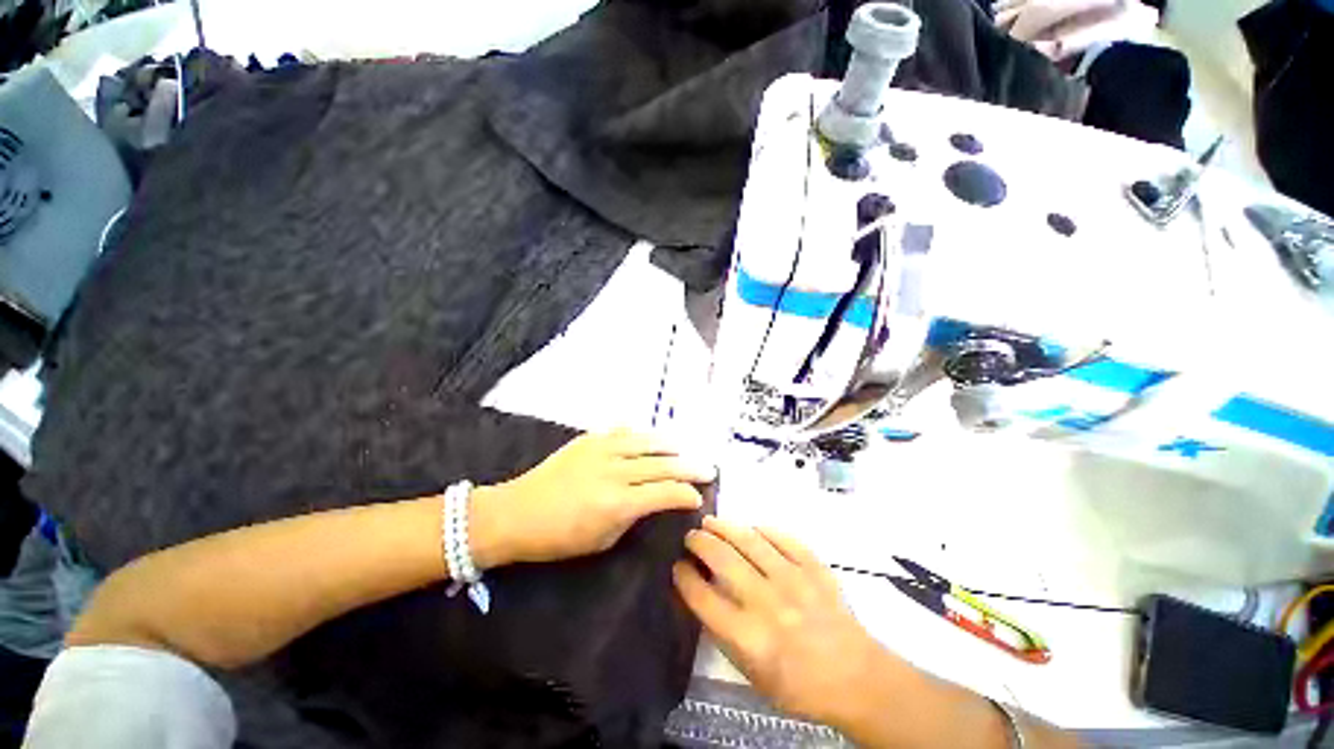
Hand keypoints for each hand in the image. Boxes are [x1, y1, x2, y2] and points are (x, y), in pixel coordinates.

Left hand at [470, 429, 714, 567]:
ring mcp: (602, 449)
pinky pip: (624, 432)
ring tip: (683, 450)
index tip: (698, 497)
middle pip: (663, 464)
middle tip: (708, 468)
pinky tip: (650, 439)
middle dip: (690, 467)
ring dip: (670, 446)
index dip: (686, 494)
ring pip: (647, 441)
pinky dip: (642, 436)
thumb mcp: (602, 540)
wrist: (516, 512)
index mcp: (618, 502)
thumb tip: (653, 500)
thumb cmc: (559, 537)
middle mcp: (615, 471)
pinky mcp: (590, 439)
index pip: (665, 492)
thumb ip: (633, 516)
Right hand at [674, 516, 907, 728]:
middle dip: (700, 542)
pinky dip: (763, 530)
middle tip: (691, 535)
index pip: (703, 597)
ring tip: (711, 521)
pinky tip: (752, 528)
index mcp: (749, 637)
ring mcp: (794, 580)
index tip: (678, 565)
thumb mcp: (751, 673)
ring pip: (749, 541)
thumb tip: (701, 592)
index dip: (684, 577)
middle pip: (723, 560)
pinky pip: (783, 538)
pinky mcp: (814, 567)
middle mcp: (768, 603)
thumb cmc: (798, 685)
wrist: (856, 678)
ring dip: (725, 527)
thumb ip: (723, 632)